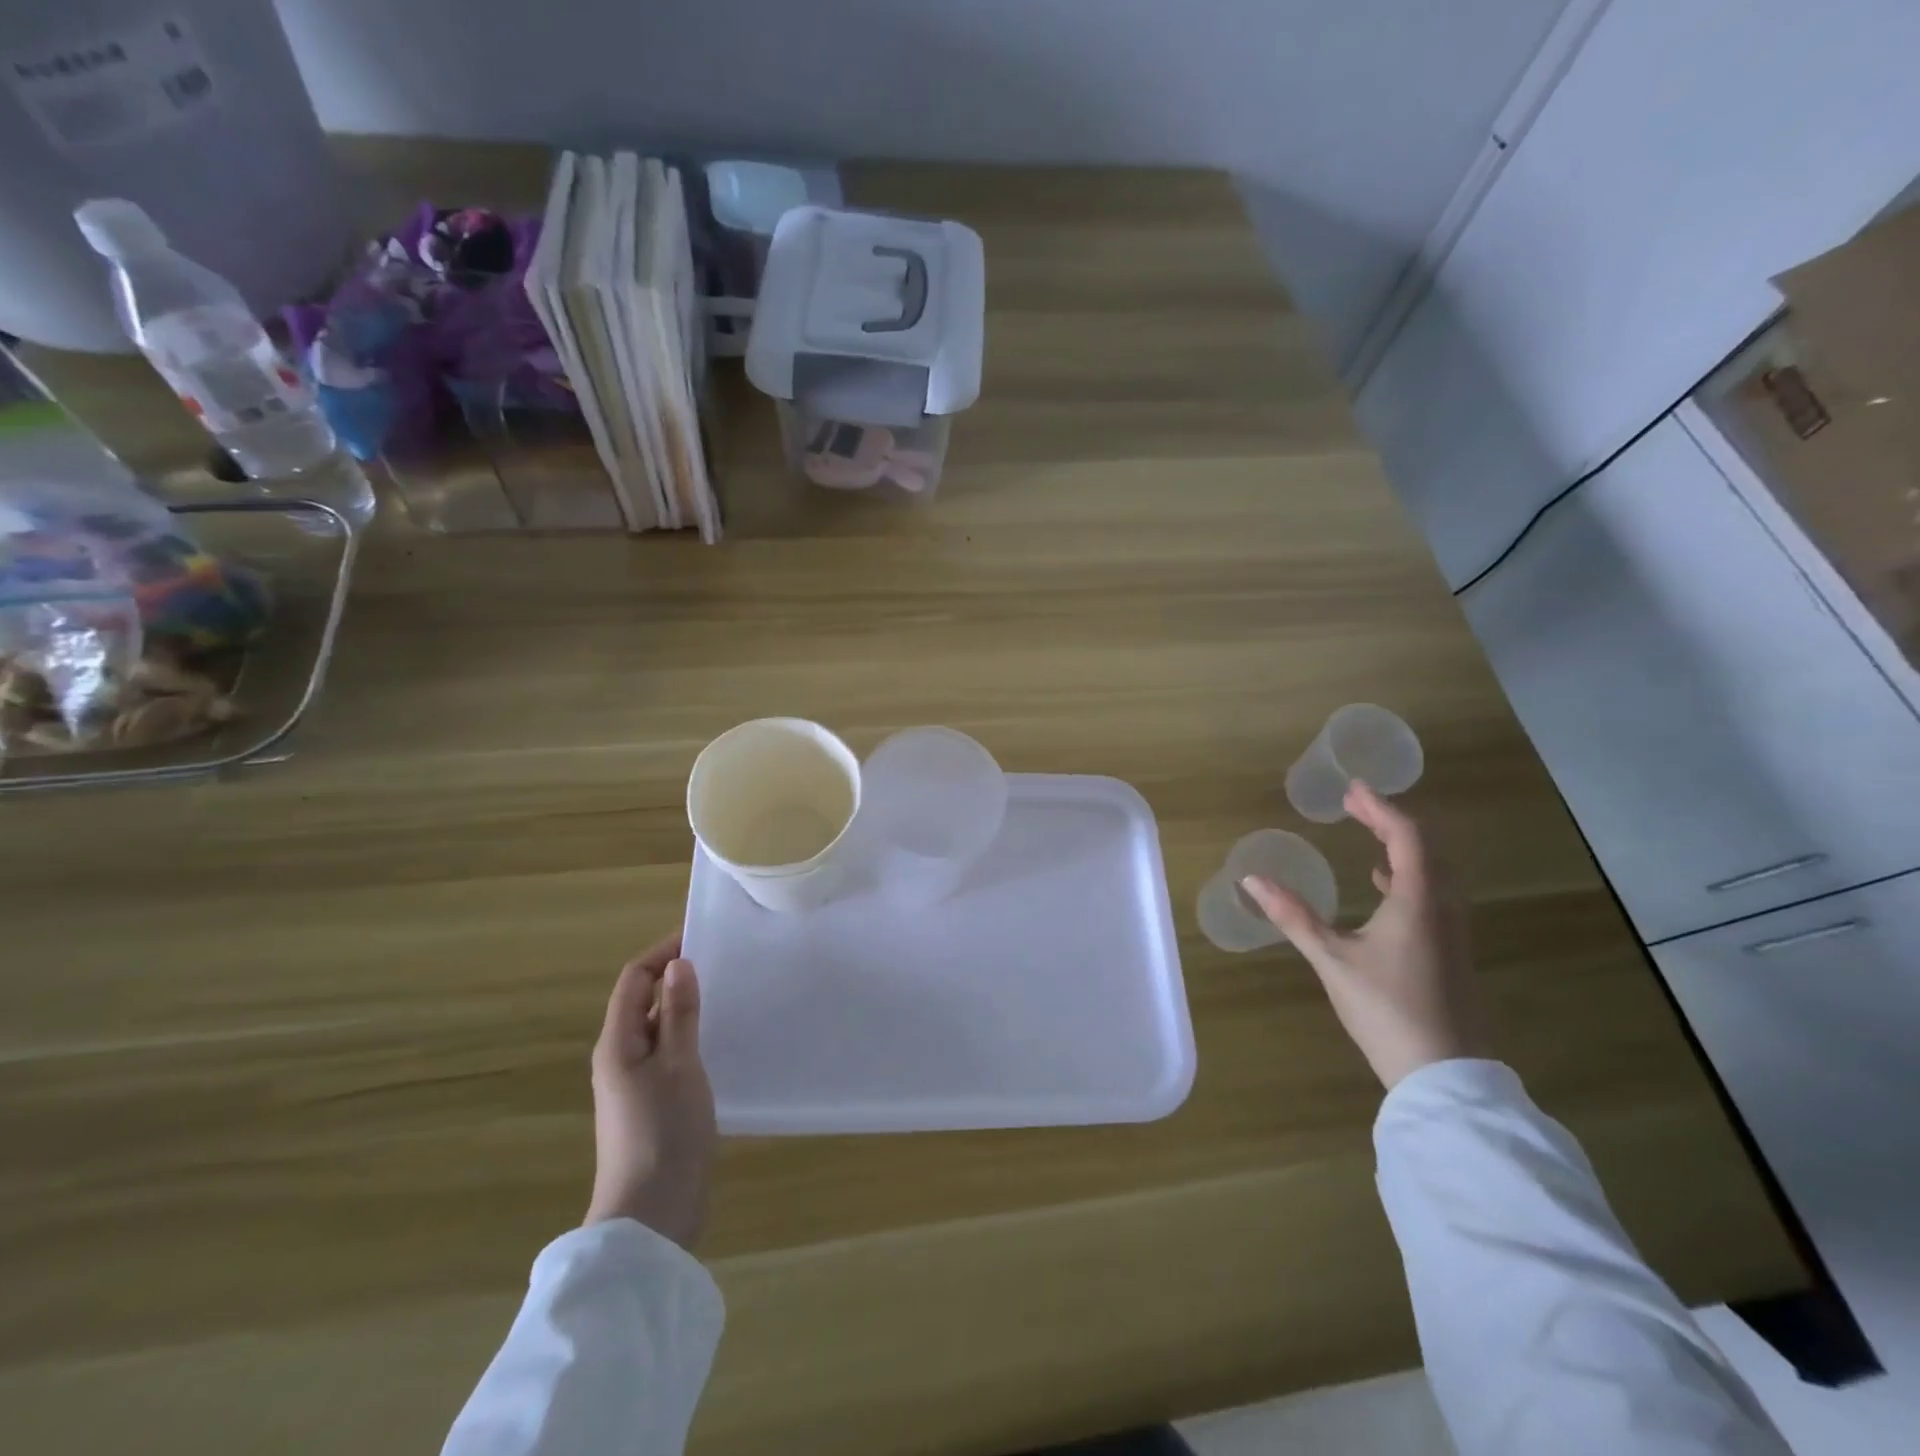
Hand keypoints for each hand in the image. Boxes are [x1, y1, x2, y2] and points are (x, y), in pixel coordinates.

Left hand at [584, 935, 717, 1249]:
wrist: (652, 1214)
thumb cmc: (664, 1131)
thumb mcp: (679, 1064)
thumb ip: (679, 1013)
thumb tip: (678, 964)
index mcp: (618, 1043)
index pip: (634, 979)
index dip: (663, 953)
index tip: (702, 938)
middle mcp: (620, 1057)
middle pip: (644, 1002)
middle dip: (677, 978)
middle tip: (724, 963)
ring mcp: (635, 1083)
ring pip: (659, 1029)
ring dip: (686, 1008)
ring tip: (729, 995)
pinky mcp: (653, 1104)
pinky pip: (670, 1054)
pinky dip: (691, 1037)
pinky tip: (721, 1042)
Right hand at [1242, 782, 1487, 1089]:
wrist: (1444, 1076)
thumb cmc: (1387, 1010)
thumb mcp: (1332, 960)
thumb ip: (1294, 917)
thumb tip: (1252, 879)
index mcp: (1418, 902)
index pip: (1406, 837)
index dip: (1380, 808)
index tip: (1352, 789)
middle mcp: (1443, 909)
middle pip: (1426, 848)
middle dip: (1390, 820)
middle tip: (1355, 805)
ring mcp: (1452, 932)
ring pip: (1434, 871)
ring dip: (1402, 845)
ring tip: (1369, 832)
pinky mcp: (1449, 952)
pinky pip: (1432, 894)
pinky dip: (1408, 875)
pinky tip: (1383, 884)